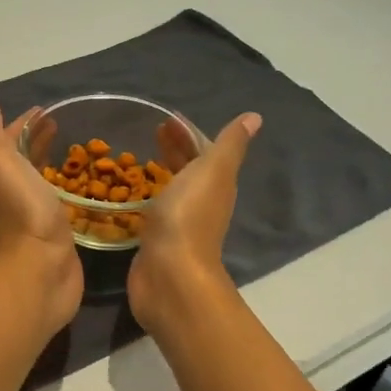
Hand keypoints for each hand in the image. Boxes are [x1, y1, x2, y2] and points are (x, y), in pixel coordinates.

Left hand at [0, 95, 83, 335]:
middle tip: (62, 124)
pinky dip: (73, 191)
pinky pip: (66, 204)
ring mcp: (40, 215)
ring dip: (56, 165)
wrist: (40, 268)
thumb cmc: (23, 210)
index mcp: (3, 174)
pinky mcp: (61, 234)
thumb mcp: (0, 163)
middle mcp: (18, 193)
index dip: (23, 124)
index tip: (45, 109)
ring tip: (81, 150)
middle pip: (26, 161)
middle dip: (40, 141)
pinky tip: (89, 186)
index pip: (10, 141)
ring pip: (46, 182)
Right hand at [127, 112, 260, 334]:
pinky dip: (149, 196)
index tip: (167, 119)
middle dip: (175, 149)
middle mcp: (201, 202)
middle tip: (153, 131)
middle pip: (189, 168)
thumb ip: (230, 144)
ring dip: (162, 171)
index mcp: (216, 184)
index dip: (188, 134)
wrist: (170, 273)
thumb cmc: (189, 215)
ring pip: (173, 189)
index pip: (204, 151)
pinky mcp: (157, 240)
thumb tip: (255, 117)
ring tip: (140, 158)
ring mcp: (179, 223)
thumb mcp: (213, 171)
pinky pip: (155, 210)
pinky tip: (134, 193)